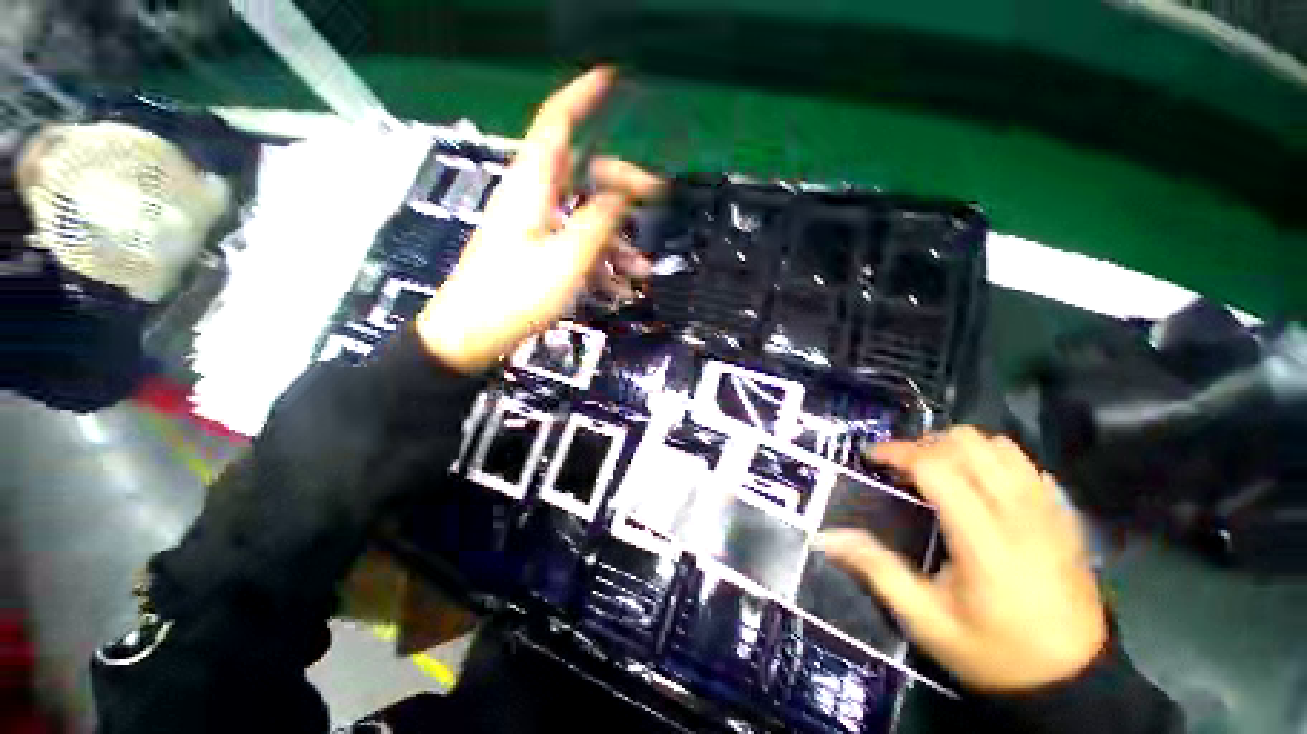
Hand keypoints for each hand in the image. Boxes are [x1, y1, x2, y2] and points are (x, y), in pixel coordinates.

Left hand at [417, 67, 662, 371]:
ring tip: (643, 271)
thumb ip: (598, 221)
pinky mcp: (537, 253)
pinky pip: (576, 246)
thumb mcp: (567, 258)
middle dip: (623, 186)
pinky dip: (600, 263)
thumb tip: (623, 194)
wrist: (473, 334)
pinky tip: (620, 290)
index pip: (558, 123)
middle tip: (657, 202)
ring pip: (586, 216)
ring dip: (617, 240)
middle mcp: (534, 198)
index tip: (613, 79)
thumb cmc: (516, 294)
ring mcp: (536, 228)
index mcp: (533, 186)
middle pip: (584, 173)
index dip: (583, 97)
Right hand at [818, 427, 1107, 691]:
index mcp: (984, 539)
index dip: (898, 453)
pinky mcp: (1065, 517)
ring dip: (961, 449)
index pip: (936, 467)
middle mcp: (1020, 514)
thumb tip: (829, 538)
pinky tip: (980, 486)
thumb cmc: (995, 652)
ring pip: (1001, 446)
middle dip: (926, 445)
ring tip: (939, 470)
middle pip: (970, 444)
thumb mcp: (927, 622)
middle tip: (903, 467)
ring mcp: (1049, 512)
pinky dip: (995, 461)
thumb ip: (878, 571)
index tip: (872, 457)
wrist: (1073, 680)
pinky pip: (1027, 465)